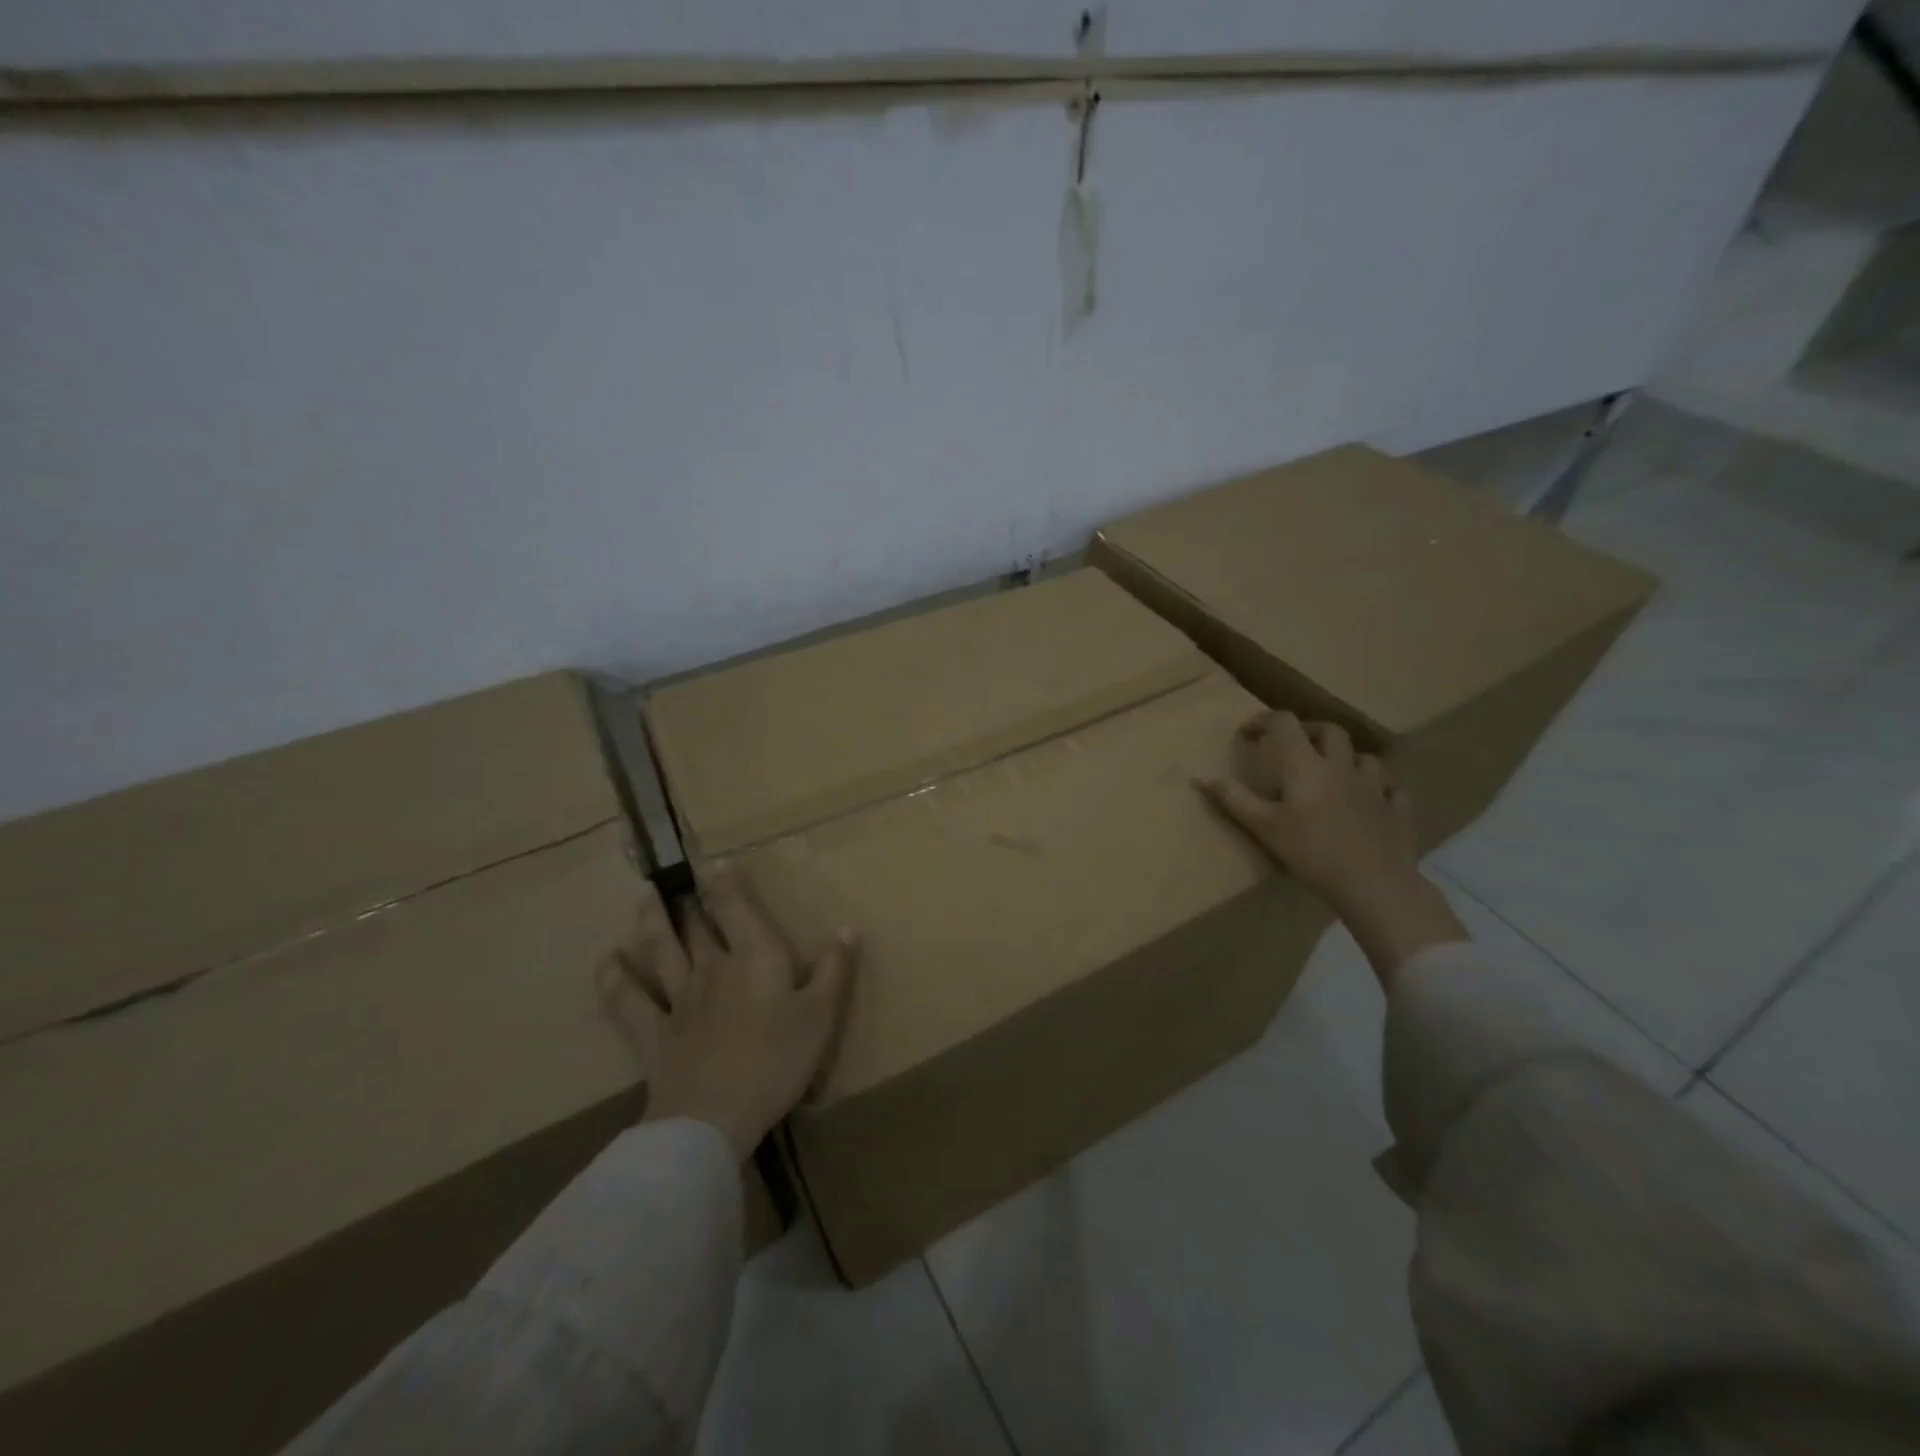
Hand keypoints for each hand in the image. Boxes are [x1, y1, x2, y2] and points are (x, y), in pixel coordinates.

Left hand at [598, 861, 857, 1160]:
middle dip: (690, 898)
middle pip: (697, 925)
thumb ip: (834, 970)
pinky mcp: (652, 1034)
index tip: (717, 861)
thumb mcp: (820, 1016)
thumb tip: (847, 928)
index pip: (735, 907)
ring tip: (644, 894)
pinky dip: (614, 978)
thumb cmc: (776, 1061)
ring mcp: (678, 1000)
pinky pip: (628, 1000)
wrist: (713, 1118)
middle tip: (678, 876)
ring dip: (652, 920)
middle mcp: (712, 968)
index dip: (726, 882)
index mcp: (754, 958)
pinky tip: (608, 960)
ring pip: (661, 950)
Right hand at [1197, 710, 1464, 984]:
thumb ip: (1232, 798)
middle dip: (1308, 731)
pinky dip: (1378, 789)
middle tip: (1293, 746)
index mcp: (1305, 765)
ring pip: (1364, 757)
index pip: (1285, 723)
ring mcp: (1375, 786)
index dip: (1265, 720)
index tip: (1248, 733)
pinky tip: (1371, 801)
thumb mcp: (1263, 827)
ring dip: (1347, 758)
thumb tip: (1198, 774)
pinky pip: (1391, 789)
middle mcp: (1341, 766)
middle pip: (1329, 731)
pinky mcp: (1397, 809)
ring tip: (1334, 773)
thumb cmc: (1311, 852)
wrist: (1373, 884)